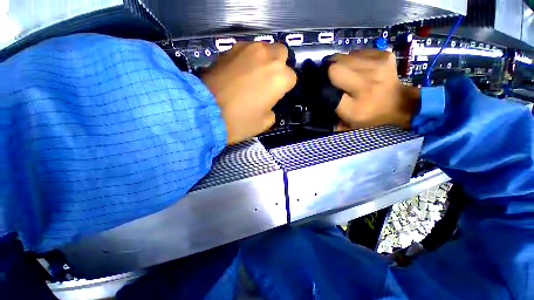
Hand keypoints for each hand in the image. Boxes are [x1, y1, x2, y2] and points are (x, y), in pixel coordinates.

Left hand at [202, 42, 296, 143]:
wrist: (205, 112)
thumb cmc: (240, 121)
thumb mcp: (265, 123)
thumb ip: (273, 110)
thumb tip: (269, 104)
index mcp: (280, 78)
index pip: (292, 78)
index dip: (285, 88)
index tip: (276, 96)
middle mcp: (268, 58)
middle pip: (281, 54)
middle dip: (278, 67)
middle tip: (267, 82)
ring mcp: (247, 49)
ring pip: (264, 48)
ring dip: (264, 61)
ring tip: (252, 76)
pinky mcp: (230, 49)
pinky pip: (246, 50)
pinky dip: (248, 59)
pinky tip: (239, 72)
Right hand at [328, 50, 419, 128]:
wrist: (398, 105)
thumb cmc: (369, 115)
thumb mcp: (346, 119)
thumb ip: (332, 106)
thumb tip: (320, 89)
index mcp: (356, 103)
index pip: (330, 82)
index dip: (322, 81)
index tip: (322, 84)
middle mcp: (367, 81)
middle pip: (336, 64)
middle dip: (330, 70)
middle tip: (333, 78)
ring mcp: (378, 65)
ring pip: (345, 56)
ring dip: (341, 64)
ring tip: (346, 74)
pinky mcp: (384, 55)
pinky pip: (358, 52)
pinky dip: (354, 59)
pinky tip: (358, 69)